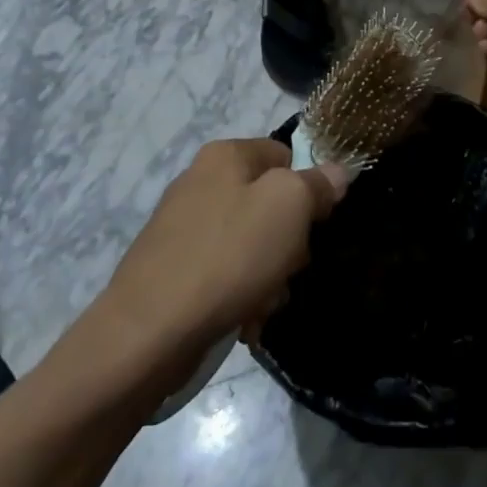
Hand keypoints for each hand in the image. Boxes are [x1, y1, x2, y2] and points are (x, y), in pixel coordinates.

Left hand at [104, 139, 347, 358]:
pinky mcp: (172, 269)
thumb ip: (317, 183)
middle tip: (289, 267)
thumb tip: (336, 172)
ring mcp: (183, 227)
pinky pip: (224, 274)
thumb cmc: (229, 256)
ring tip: (263, 302)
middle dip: (288, 240)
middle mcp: (200, 181)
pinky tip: (243, 319)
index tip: (317, 223)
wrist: (150, 332)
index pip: (285, 154)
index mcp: (225, 155)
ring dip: (268, 274)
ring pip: (251, 243)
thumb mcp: (288, 207)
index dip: (308, 187)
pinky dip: (240, 294)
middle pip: (269, 202)